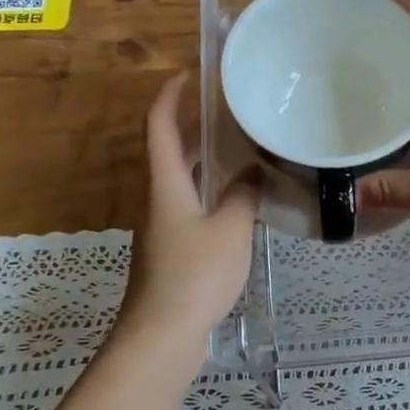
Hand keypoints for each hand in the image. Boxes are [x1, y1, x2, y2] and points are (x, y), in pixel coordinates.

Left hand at [116, 74, 257, 362]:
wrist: (163, 335)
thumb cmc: (194, 275)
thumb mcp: (230, 230)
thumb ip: (243, 196)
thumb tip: (251, 173)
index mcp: (165, 185)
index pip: (160, 127)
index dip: (170, 97)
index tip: (189, 75)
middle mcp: (158, 199)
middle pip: (169, 151)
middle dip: (193, 126)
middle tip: (230, 111)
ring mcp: (163, 227)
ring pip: (181, 180)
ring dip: (204, 160)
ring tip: (242, 148)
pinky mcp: (173, 250)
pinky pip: (191, 206)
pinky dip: (211, 191)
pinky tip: (240, 201)